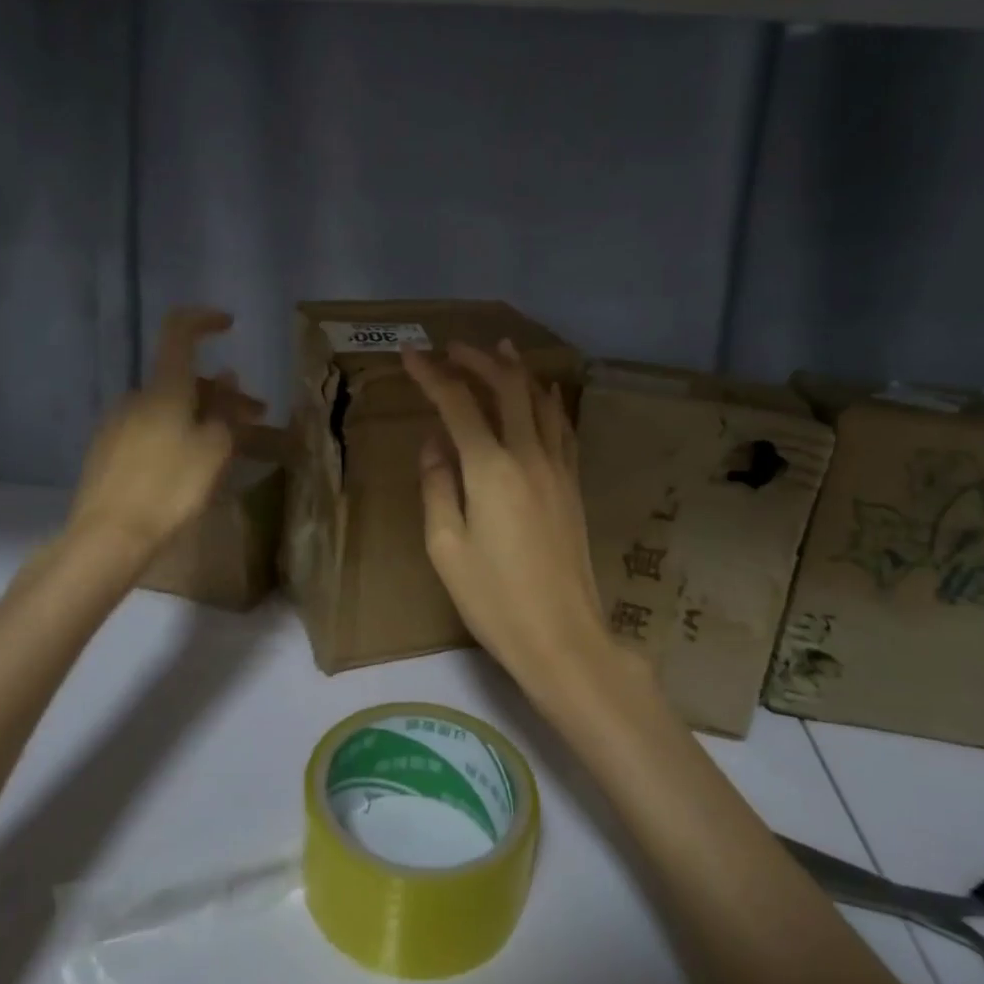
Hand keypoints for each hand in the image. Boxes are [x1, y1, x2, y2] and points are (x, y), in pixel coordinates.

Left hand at [67, 308, 264, 556]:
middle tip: (255, 418)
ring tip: (228, 447)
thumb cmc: (170, 488)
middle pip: (183, 379)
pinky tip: (191, 464)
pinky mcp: (108, 450)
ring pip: (169, 407)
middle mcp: (137, 397)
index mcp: (164, 389)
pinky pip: (152, 428)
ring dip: (202, 416)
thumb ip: (225, 412)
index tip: (229, 325)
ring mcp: (118, 423)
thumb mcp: (213, 450)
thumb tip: (227, 380)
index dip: (204, 320)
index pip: (179, 332)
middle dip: (221, 393)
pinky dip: (178, 433)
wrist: (107, 537)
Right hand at [401, 340, 607, 683]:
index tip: (410, 353)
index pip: (457, 403)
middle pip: (507, 387)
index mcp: (490, 469)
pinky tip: (543, 395)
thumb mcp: (445, 546)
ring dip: (517, 370)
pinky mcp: (573, 484)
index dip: (432, 374)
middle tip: (452, 347)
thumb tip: (434, 442)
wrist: (563, 635)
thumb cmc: (493, 598)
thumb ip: (437, 485)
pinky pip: (561, 426)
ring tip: (500, 350)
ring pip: (541, 400)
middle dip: (478, 359)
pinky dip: (547, 400)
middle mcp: (529, 455)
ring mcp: (558, 468)